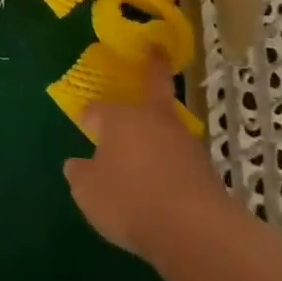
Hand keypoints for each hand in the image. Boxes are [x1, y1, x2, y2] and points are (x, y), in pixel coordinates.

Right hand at [63, 54, 234, 261]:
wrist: (195, 229)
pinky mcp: (205, 166)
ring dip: (159, 129)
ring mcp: (183, 140)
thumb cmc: (131, 201)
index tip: (84, 124)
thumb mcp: (89, 192)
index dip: (89, 116)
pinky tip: (165, 184)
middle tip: (155, 51)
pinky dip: (172, 162)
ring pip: (166, 124)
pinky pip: (180, 156)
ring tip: (148, 152)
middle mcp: (152, 117)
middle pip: (152, 86)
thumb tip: (76, 164)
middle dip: (152, 68)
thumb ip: (80, 174)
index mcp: (119, 117)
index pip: (98, 109)